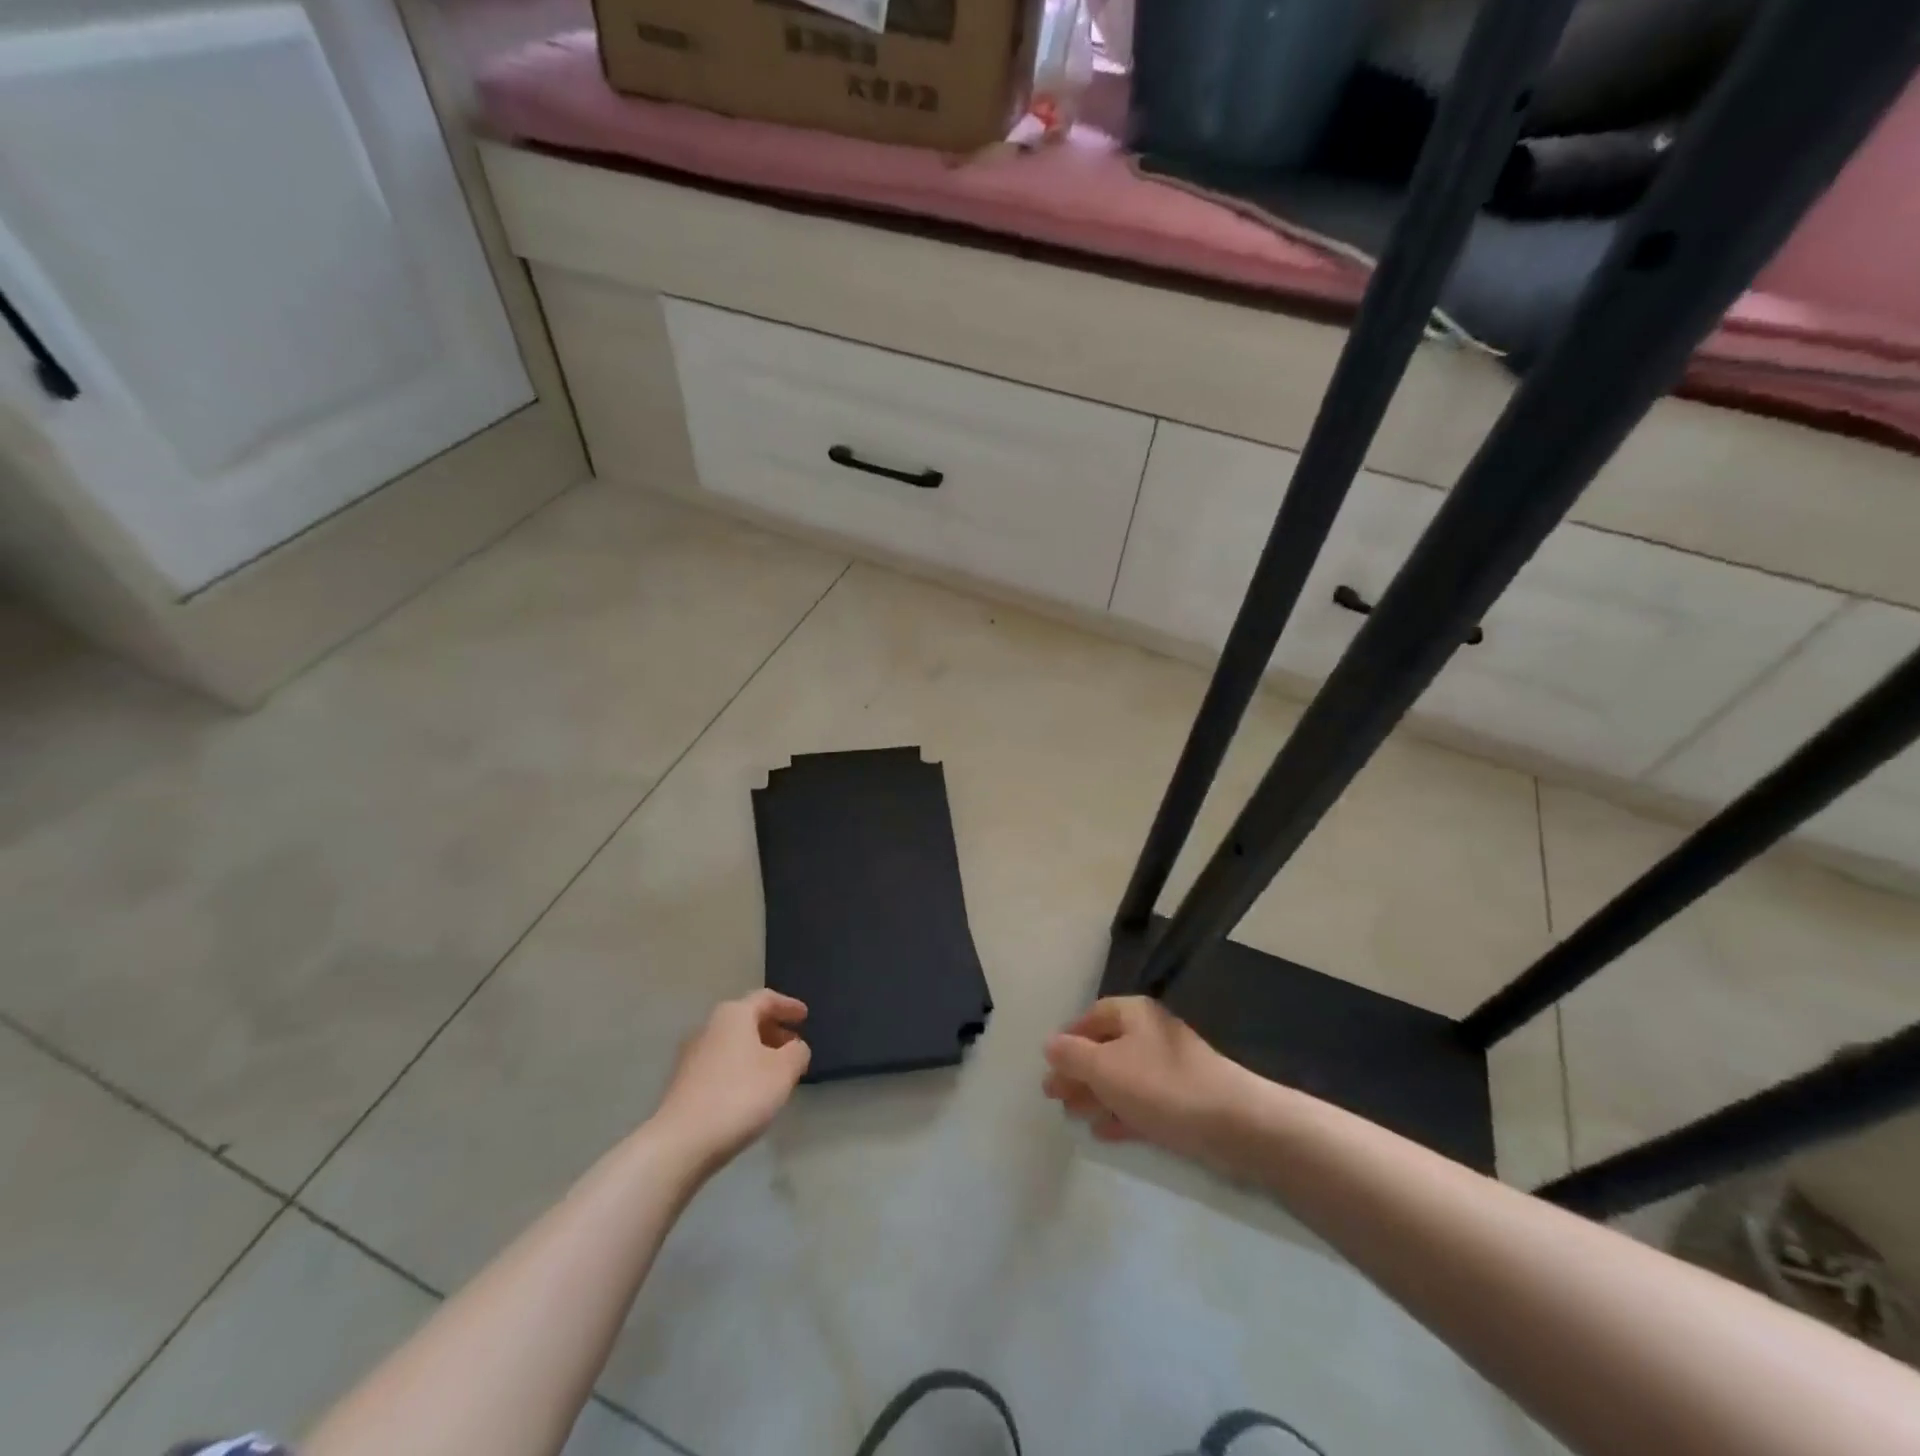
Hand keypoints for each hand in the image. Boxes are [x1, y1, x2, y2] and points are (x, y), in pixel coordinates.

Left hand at [654, 990, 809, 1169]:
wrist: (681, 1142)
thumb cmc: (739, 1095)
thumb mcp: (784, 1071)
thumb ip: (797, 1052)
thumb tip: (795, 1047)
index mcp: (734, 1014)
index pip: (765, 999)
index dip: (788, 1006)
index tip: (805, 1016)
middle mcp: (709, 1027)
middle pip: (747, 1019)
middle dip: (773, 1030)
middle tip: (793, 1045)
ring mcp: (692, 1056)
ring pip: (733, 1044)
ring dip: (757, 1051)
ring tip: (775, 1072)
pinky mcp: (683, 1083)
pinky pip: (720, 1064)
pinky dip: (740, 1069)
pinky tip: (750, 1092)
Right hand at [1043, 997, 1250, 1162]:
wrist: (1232, 1123)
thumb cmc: (1161, 1085)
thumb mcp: (1105, 1067)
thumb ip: (1072, 1055)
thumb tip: (1049, 1044)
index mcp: (1134, 1014)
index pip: (1093, 1016)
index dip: (1069, 1036)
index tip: (1049, 1061)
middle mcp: (1151, 1035)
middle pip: (1106, 1048)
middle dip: (1078, 1070)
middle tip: (1052, 1095)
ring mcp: (1169, 1070)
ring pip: (1122, 1078)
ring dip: (1095, 1095)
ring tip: (1071, 1115)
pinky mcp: (1182, 1103)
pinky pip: (1141, 1104)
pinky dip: (1119, 1114)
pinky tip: (1102, 1132)